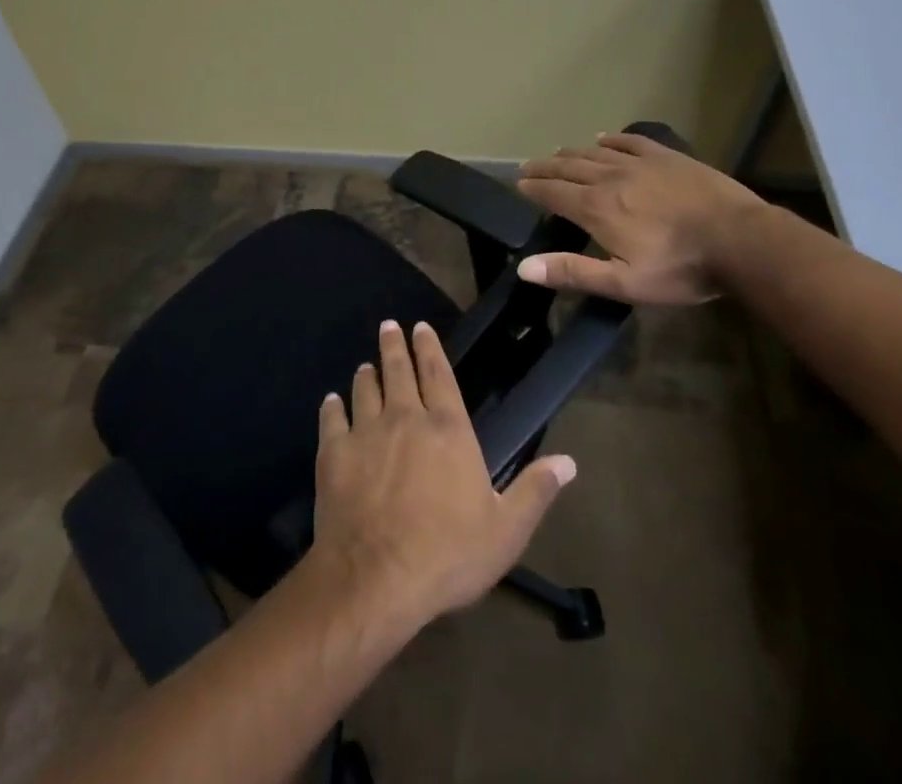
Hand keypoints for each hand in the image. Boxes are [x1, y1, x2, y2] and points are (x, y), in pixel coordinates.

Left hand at [311, 319, 575, 629]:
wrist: (377, 577)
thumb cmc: (448, 553)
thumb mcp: (506, 530)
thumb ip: (535, 491)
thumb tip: (569, 461)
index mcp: (447, 428)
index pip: (438, 373)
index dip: (429, 347)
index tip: (420, 327)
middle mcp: (405, 417)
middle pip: (398, 370)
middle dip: (394, 345)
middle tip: (390, 326)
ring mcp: (366, 431)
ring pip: (364, 388)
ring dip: (366, 374)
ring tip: (365, 365)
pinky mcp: (334, 452)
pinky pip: (332, 418)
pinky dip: (333, 406)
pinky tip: (332, 401)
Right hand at [515, 130, 764, 305]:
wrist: (740, 240)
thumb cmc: (681, 268)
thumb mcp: (624, 282)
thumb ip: (573, 272)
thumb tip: (524, 267)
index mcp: (597, 208)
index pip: (553, 193)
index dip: (533, 188)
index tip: (518, 183)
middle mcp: (610, 178)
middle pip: (569, 167)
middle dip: (545, 167)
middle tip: (528, 167)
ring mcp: (640, 163)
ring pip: (595, 153)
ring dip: (572, 153)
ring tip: (558, 154)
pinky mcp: (667, 157)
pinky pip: (630, 141)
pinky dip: (611, 139)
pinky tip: (603, 138)